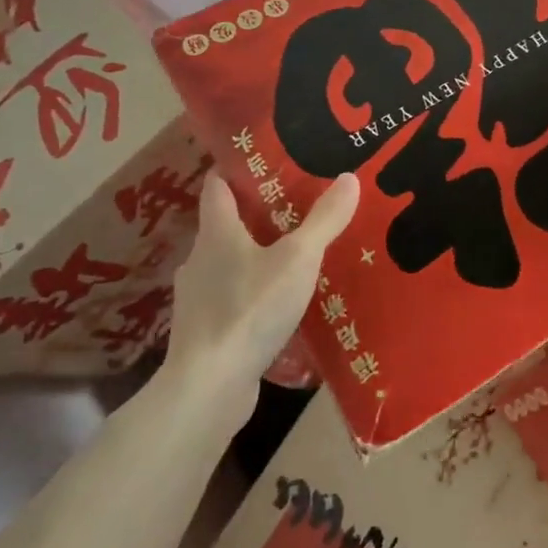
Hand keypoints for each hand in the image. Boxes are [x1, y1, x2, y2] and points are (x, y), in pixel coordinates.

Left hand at [162, 173, 359, 398]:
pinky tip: (279, 308)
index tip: (261, 161)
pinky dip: (252, 297)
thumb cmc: (250, 308)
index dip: (235, 170)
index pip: (217, 187)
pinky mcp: (205, 333)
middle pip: (224, 226)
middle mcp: (199, 260)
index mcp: (216, 233)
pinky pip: (232, 302)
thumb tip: (349, 178)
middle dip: (255, 216)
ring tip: (294, 260)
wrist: (210, 386)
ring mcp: (198, 299)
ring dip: (255, 260)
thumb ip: (324, 220)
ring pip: (228, 266)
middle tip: (296, 209)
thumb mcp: (298, 259)